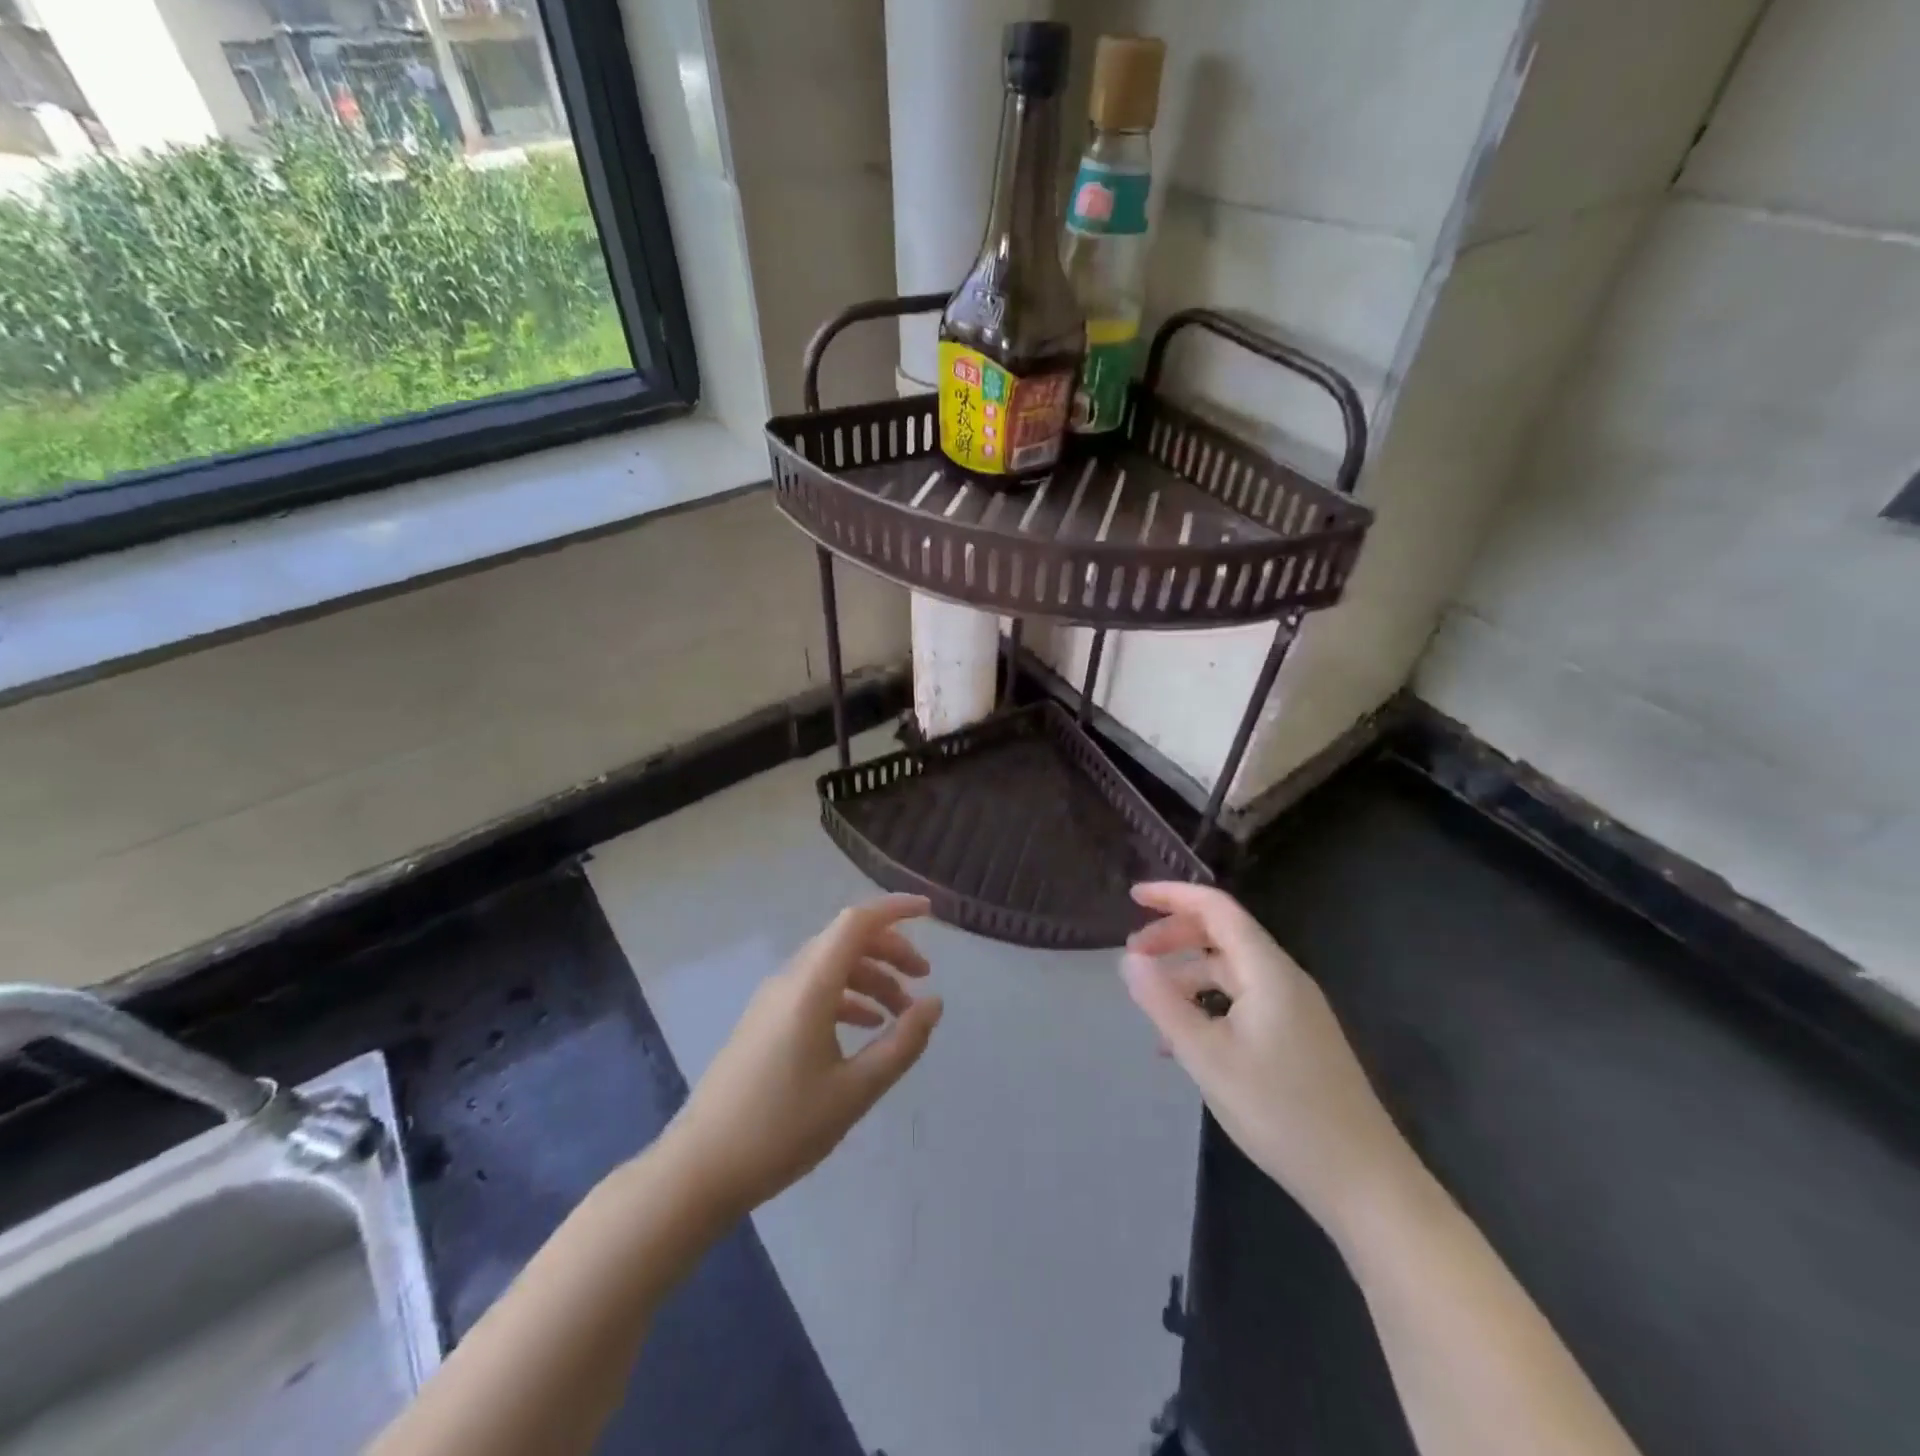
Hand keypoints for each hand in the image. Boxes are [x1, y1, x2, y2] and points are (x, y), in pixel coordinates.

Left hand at [662, 894, 942, 1218]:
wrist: (700, 1168)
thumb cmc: (782, 1129)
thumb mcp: (855, 1091)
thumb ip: (901, 1043)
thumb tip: (935, 1003)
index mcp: (810, 987)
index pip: (856, 922)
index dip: (894, 909)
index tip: (929, 912)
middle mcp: (789, 980)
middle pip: (845, 940)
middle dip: (889, 949)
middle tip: (923, 976)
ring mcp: (772, 1000)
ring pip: (830, 965)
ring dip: (870, 976)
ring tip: (901, 1011)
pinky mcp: (763, 1021)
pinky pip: (813, 989)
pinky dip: (847, 995)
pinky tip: (865, 1025)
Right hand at [1121, 881, 1418, 1235]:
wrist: (1364, 1182)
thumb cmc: (1281, 1113)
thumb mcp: (1207, 1057)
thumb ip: (1163, 1003)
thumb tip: (1128, 960)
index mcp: (1267, 971)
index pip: (1216, 908)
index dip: (1173, 895)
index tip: (1132, 896)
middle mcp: (1284, 979)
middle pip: (1222, 934)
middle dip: (1174, 936)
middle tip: (1133, 956)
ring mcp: (1294, 1009)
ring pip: (1230, 971)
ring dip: (1187, 974)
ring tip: (1151, 1004)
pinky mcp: (1297, 1038)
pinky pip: (1243, 1001)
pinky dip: (1208, 1004)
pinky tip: (1184, 1040)